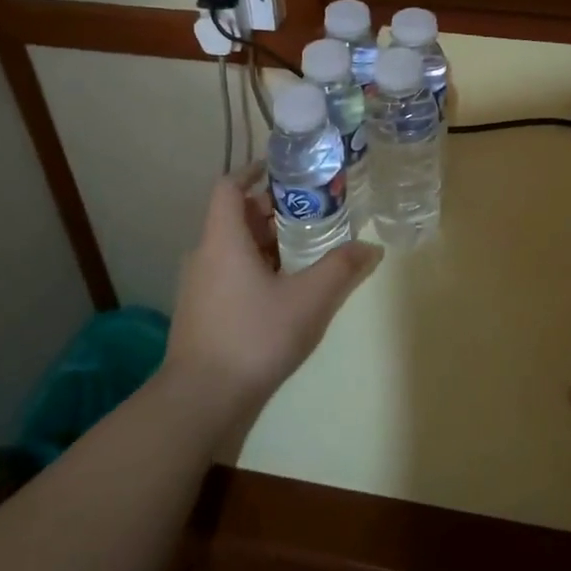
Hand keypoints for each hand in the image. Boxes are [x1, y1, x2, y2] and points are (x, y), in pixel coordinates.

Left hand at [162, 170, 381, 432]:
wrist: (201, 399)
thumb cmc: (254, 336)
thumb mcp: (308, 300)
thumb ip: (341, 269)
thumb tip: (371, 247)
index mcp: (223, 239)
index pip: (230, 187)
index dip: (253, 172)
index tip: (282, 170)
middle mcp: (204, 255)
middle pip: (236, 217)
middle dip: (272, 210)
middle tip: (310, 211)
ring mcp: (198, 285)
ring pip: (233, 247)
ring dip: (265, 241)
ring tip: (304, 248)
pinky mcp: (200, 312)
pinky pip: (228, 272)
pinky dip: (255, 267)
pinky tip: (282, 288)